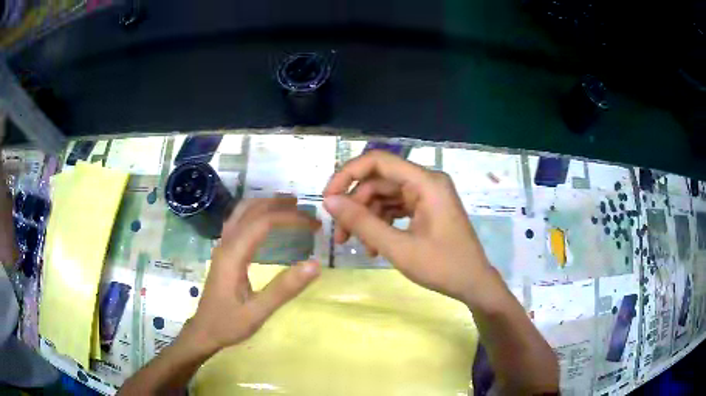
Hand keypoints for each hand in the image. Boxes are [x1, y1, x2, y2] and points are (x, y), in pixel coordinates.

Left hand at [185, 197, 321, 352]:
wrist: (203, 331)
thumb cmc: (228, 324)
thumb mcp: (257, 312)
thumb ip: (284, 289)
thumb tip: (314, 264)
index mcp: (233, 255)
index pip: (263, 223)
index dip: (290, 218)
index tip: (314, 224)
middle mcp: (225, 244)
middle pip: (251, 210)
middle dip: (279, 205)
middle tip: (306, 210)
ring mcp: (222, 246)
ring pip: (242, 212)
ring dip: (266, 204)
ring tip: (290, 206)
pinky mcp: (223, 252)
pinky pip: (239, 222)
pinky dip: (256, 213)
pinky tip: (267, 222)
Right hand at [323, 151, 498, 306]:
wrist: (474, 284)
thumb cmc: (443, 267)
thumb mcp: (399, 248)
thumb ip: (363, 223)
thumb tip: (329, 202)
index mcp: (426, 182)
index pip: (378, 161)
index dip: (348, 174)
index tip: (328, 199)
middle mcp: (426, 182)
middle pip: (378, 182)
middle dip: (355, 206)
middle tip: (340, 235)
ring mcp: (426, 195)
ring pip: (384, 196)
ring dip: (366, 218)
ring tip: (355, 245)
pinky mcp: (426, 209)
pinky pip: (395, 208)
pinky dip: (380, 224)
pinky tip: (372, 246)